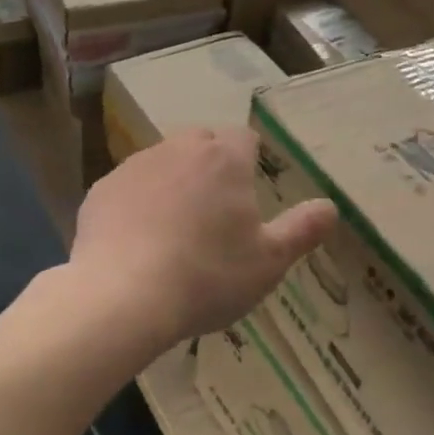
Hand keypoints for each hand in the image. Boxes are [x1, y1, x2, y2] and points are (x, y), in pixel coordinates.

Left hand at [71, 127, 336, 350]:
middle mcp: (179, 150)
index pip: (244, 137)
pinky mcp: (102, 190)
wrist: (122, 297)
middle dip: (212, 165)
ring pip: (163, 161)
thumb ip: (302, 230)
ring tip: (176, 228)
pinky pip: (130, 186)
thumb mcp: (269, 262)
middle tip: (217, 211)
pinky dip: (138, 203)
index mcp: (224, 159)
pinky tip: (139, 241)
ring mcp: (136, 167)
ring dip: (174, 182)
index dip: (250, 159)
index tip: (250, 190)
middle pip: (202, 143)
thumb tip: (331, 207)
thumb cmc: (207, 276)